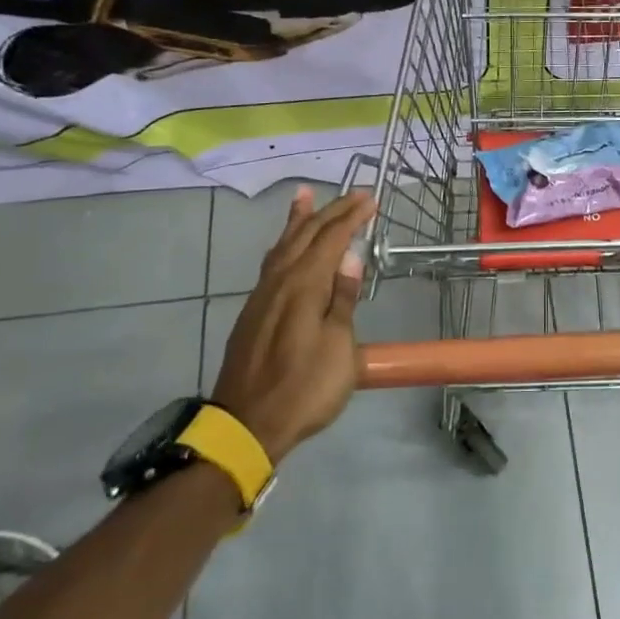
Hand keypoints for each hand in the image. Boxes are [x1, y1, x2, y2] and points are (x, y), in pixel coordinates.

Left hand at [212, 186, 374, 464]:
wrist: (247, 424)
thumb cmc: (305, 388)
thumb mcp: (339, 347)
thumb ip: (342, 299)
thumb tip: (350, 258)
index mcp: (304, 285)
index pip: (331, 239)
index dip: (352, 217)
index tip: (372, 200)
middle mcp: (279, 281)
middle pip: (305, 235)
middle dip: (330, 211)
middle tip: (353, 194)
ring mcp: (262, 296)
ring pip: (283, 245)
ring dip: (298, 220)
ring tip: (304, 196)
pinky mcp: (253, 312)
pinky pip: (272, 262)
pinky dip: (284, 243)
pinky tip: (287, 247)